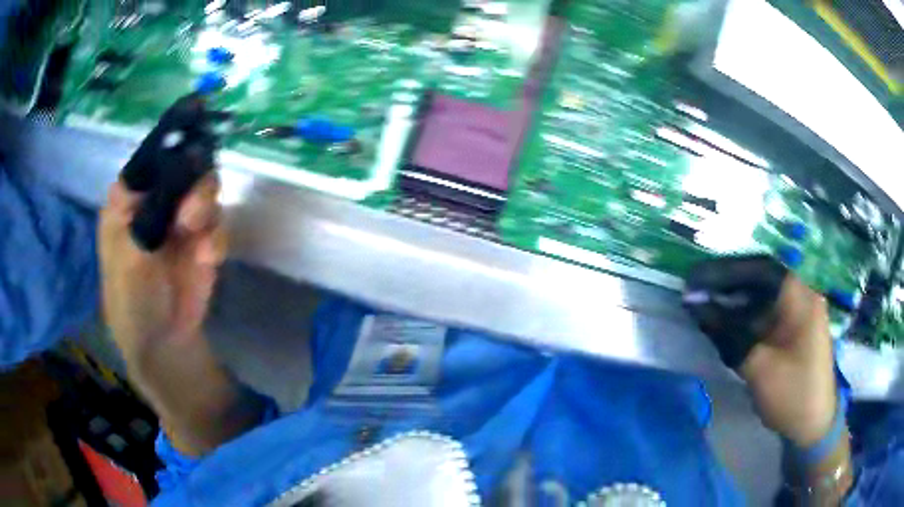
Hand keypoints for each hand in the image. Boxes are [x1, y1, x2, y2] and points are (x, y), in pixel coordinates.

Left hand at [99, 100, 265, 456]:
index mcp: (129, 197)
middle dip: (193, 179)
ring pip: (206, 188)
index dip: (172, 131)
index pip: (152, 153)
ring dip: (205, 208)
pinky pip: (218, 223)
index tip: (196, 107)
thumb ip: (156, 204)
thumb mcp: (133, 251)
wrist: (161, 341)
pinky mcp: (203, 240)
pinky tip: (205, 259)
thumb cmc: (131, 299)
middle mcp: (156, 200)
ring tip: (196, 235)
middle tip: (190, 210)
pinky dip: (215, 239)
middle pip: (185, 164)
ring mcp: (181, 220)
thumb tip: (187, 157)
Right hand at [684, 256, 836, 445]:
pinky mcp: (793, 329)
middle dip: (727, 284)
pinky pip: (765, 314)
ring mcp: (798, 312)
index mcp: (800, 296)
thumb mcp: (758, 366)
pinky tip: (725, 324)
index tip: (696, 280)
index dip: (726, 271)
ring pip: (761, 296)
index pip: (760, 269)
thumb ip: (727, 332)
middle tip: (694, 292)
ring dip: (734, 302)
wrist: (814, 426)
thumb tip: (694, 305)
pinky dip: (744, 317)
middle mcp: (801, 295)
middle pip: (760, 279)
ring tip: (704, 308)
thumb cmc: (792, 394)